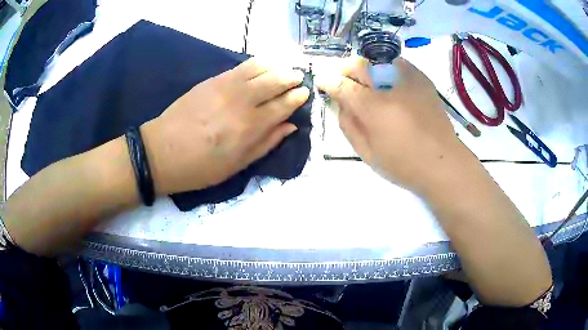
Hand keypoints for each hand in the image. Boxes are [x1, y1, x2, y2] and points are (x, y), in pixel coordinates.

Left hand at [142, 58, 309, 194]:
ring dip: (277, 67)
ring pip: (260, 68)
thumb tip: (290, 126)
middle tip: (298, 78)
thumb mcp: (237, 165)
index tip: (305, 93)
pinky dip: (257, 63)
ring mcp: (226, 87)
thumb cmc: (200, 167)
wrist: (162, 152)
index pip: (283, 105)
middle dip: (291, 78)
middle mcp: (242, 102)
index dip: (297, 97)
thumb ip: (266, 144)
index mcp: (250, 128)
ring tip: (283, 70)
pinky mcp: (212, 80)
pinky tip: (262, 66)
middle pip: (275, 82)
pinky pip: (241, 66)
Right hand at [315, 56, 466, 192]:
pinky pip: (396, 63)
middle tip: (342, 80)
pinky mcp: (422, 78)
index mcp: (374, 107)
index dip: (328, 81)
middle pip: (358, 64)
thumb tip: (339, 103)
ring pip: (376, 59)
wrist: (444, 162)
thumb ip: (348, 124)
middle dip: (344, 69)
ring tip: (365, 82)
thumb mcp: (367, 152)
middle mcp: (389, 85)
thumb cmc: (404, 164)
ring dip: (364, 68)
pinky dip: (385, 68)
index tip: (322, 81)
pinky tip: (388, 84)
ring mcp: (409, 78)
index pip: (342, 84)